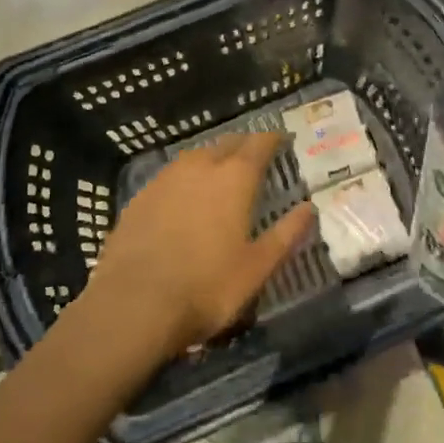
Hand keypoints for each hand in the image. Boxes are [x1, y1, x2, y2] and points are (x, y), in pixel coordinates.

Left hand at [86, 133, 313, 359]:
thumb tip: (309, 208)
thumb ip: (286, 234)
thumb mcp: (257, 267)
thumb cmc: (207, 287)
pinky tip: (184, 194)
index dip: (272, 139)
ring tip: (220, 171)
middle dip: (243, 145)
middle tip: (254, 155)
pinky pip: (171, 174)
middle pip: (226, 143)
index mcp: (235, 178)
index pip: (259, 144)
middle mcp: (201, 167)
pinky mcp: (140, 196)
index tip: (282, 140)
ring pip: (195, 155)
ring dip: (212, 157)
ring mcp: (166, 178)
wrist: (134, 303)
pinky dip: (185, 177)